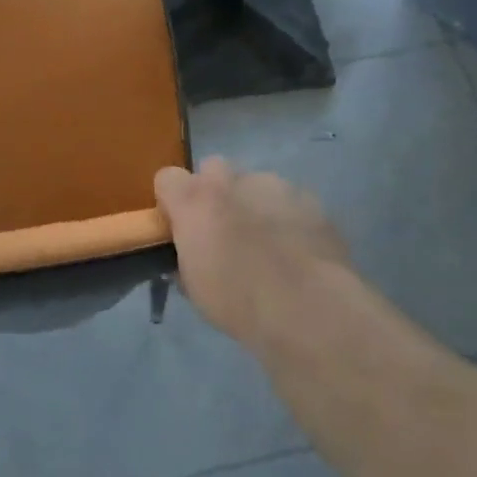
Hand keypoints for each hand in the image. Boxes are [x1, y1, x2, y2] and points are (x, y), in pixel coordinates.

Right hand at [155, 158, 355, 348]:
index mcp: (196, 200)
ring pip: (255, 183)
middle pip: (213, 169)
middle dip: (215, 193)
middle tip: (224, 231)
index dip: (173, 200)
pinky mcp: (309, 198)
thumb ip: (185, 258)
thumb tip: (189, 255)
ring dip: (254, 205)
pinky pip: (289, 200)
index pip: (168, 178)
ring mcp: (274, 185)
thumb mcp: (195, 289)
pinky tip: (297, 249)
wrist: (308, 307)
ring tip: (268, 245)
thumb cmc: (239, 301)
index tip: (181, 227)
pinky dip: (287, 217)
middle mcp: (232, 181)